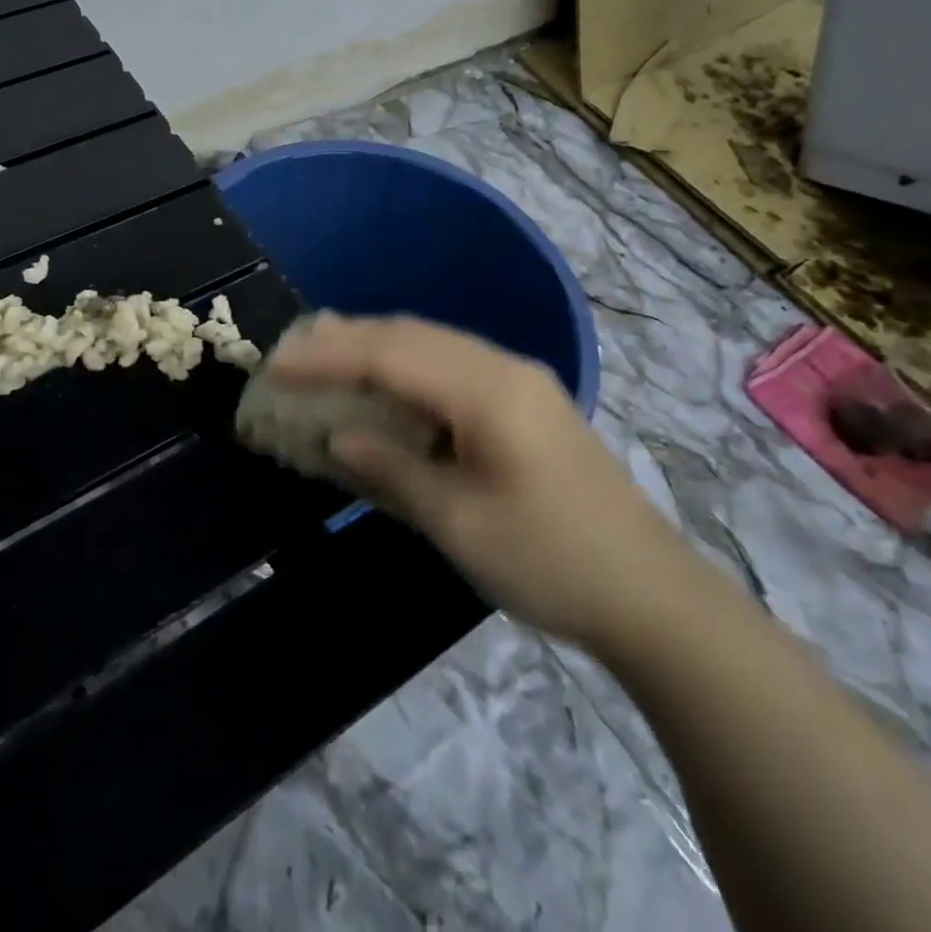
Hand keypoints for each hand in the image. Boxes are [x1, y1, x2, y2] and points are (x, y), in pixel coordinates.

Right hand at [267, 314, 689, 649]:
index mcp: (487, 390)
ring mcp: (519, 380)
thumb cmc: (551, 560)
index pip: (390, 356)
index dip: (328, 356)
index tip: (276, 362)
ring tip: (324, 355)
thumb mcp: (459, 522)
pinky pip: (451, 365)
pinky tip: (384, 382)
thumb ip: (393, 470)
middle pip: (410, 335)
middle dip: (346, 340)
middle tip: (291, 351)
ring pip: (431, 344)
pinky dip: (406, 367)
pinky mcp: (526, 401)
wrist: (654, 596)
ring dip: (375, 347)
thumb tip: (338, 439)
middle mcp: (503, 367)